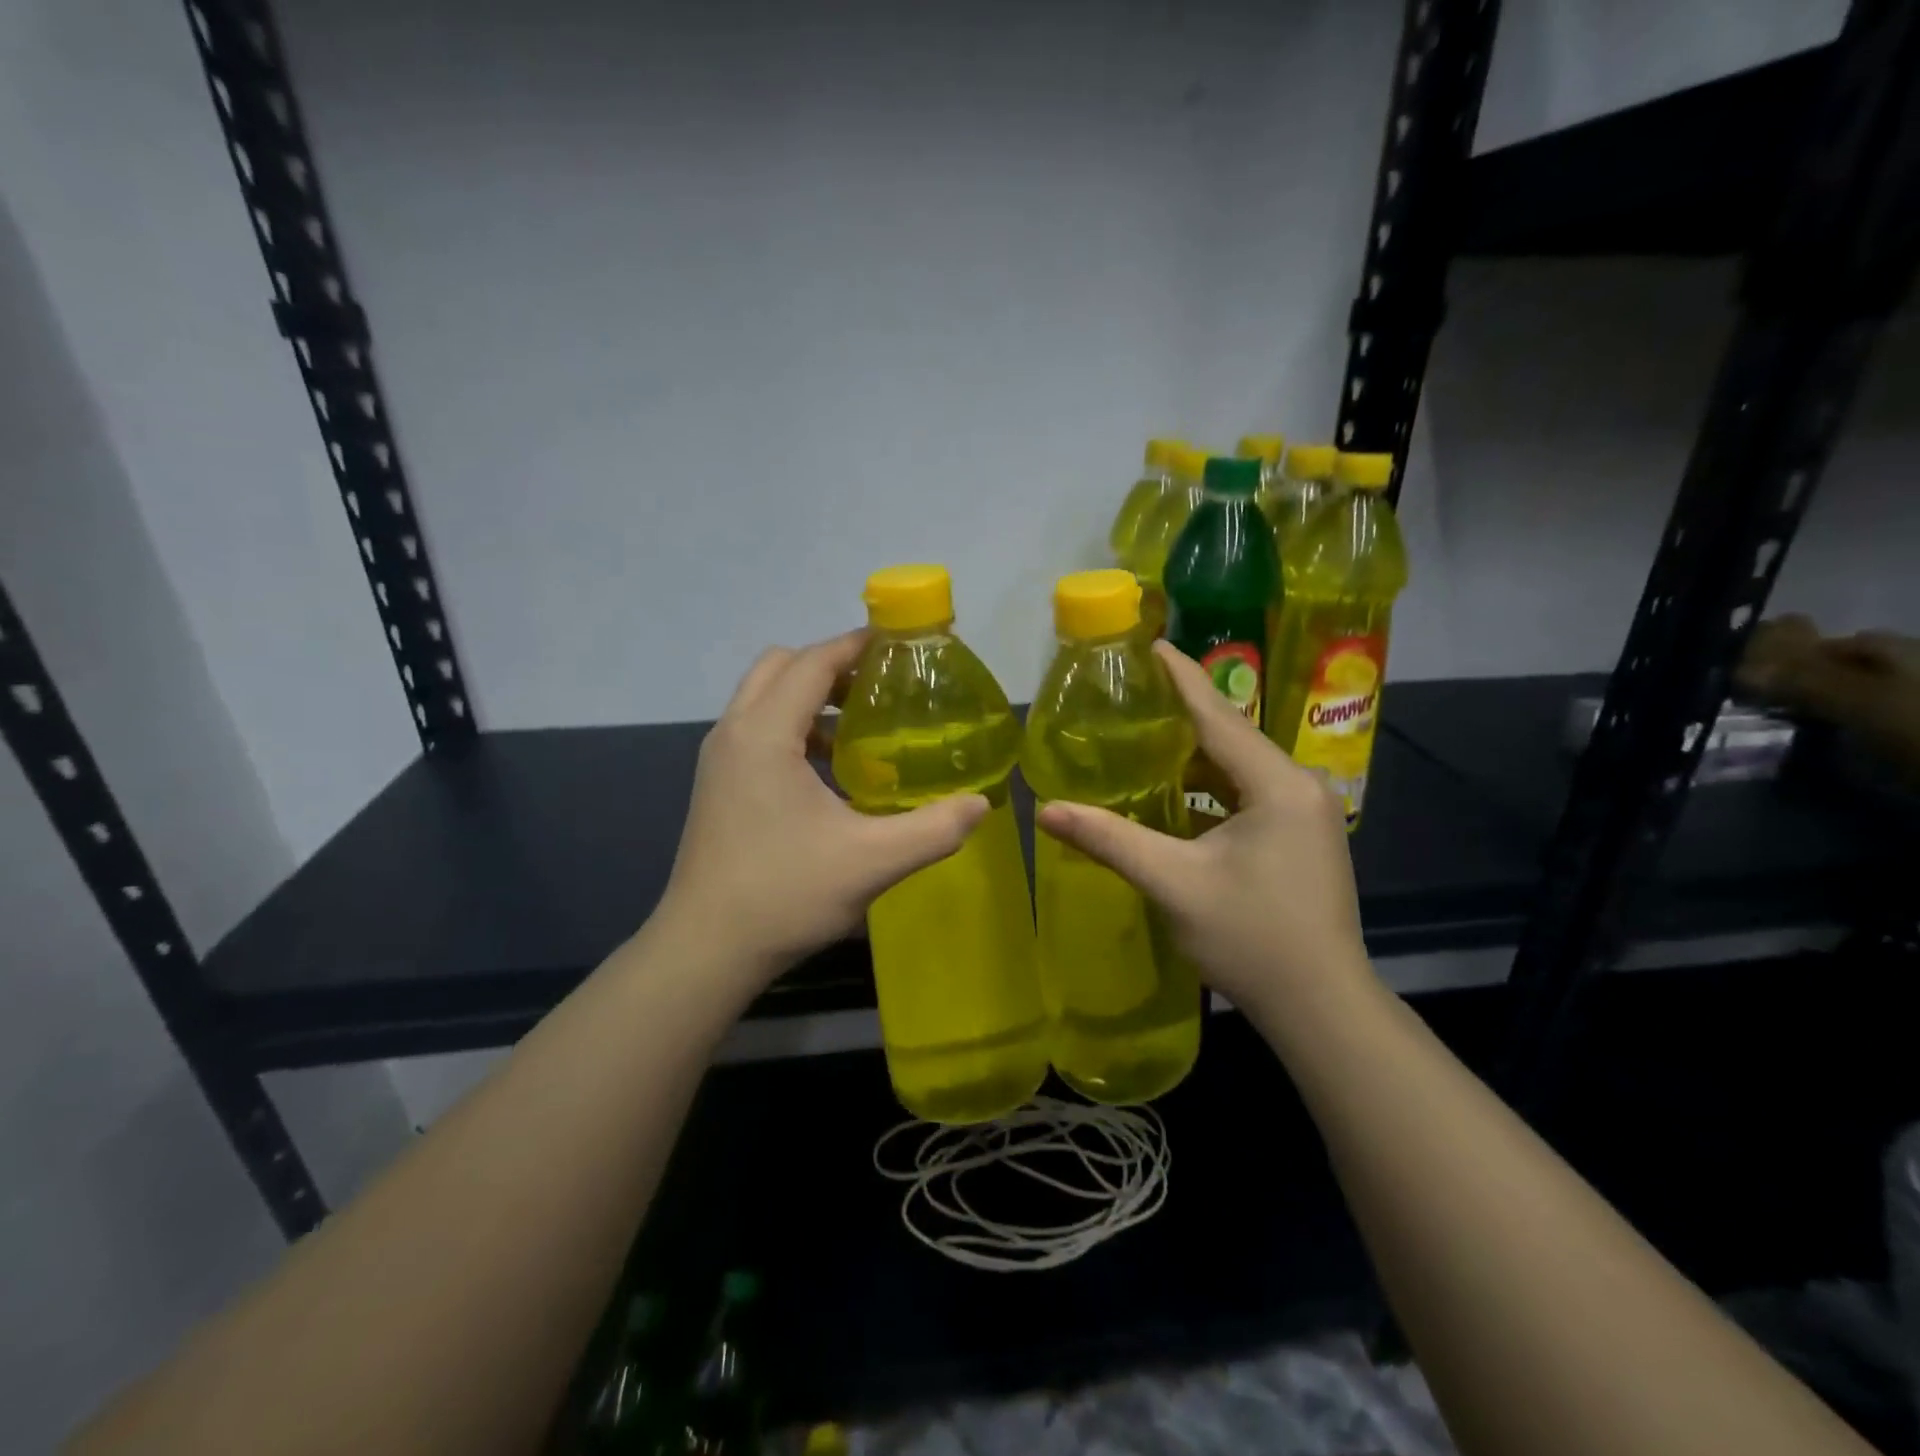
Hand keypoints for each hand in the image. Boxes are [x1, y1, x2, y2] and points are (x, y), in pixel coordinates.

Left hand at [658, 631, 988, 983]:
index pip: (813, 661)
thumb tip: (980, 804)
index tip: (902, 645)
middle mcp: (734, 732)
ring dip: (810, 695)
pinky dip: (793, 726)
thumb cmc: (785, 895)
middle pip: (782, 665)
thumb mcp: (872, 862)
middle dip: (832, 664)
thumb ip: (933, 828)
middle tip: (882, 687)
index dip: (858, 645)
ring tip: (861, 724)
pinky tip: (830, 770)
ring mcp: (719, 759)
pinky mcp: (718, 784)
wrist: (705, 949)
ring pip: (764, 696)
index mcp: (765, 734)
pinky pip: (757, 728)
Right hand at [1035, 641, 1374, 1019]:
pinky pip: (1245, 792)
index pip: (1218, 715)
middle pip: (1228, 736)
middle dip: (1180, 713)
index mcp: (1277, 784)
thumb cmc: (1251, 939)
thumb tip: (1045, 810)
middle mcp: (1298, 785)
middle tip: (1128, 691)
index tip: (1148, 644)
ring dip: (1191, 753)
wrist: (1320, 1006)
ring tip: (1139, 732)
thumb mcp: (1174, 884)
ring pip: (1236, 767)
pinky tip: (1170, 789)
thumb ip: (1110, 840)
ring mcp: (1303, 811)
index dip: (1180, 678)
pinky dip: (1206, 786)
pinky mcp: (1298, 834)